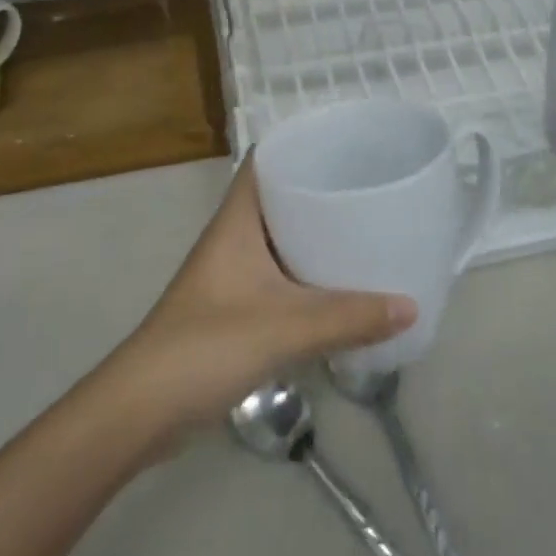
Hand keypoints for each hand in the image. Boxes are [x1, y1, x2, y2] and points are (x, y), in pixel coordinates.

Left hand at [105, 157, 415, 431]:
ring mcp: (233, 275)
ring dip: (316, 236)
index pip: (265, 161)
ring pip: (282, 240)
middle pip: (280, 198)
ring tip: (367, 231)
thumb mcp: (286, 327)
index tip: (346, 144)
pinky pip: (281, 277)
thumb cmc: (207, 347)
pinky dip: (309, 276)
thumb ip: (350, 318)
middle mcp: (234, 239)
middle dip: (321, 191)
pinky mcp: (236, 309)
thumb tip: (412, 306)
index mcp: (237, 221)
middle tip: (371, 188)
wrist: (143, 410)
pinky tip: (342, 287)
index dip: (299, 145)